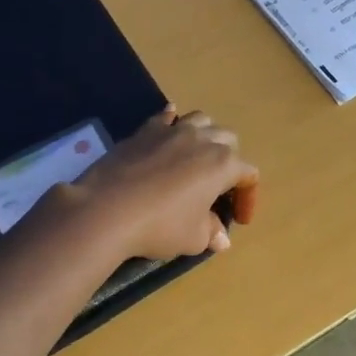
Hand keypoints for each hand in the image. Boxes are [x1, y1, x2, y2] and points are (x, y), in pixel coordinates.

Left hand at [68, 108, 258, 260]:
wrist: (107, 209)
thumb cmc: (159, 225)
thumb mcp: (192, 237)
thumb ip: (211, 232)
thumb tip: (221, 238)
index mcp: (222, 164)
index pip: (248, 174)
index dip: (248, 197)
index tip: (239, 220)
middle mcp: (201, 139)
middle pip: (227, 139)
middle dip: (229, 160)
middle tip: (218, 185)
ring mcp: (172, 131)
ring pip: (200, 120)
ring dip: (205, 136)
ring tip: (197, 156)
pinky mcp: (144, 130)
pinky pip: (165, 116)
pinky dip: (172, 120)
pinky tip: (169, 128)